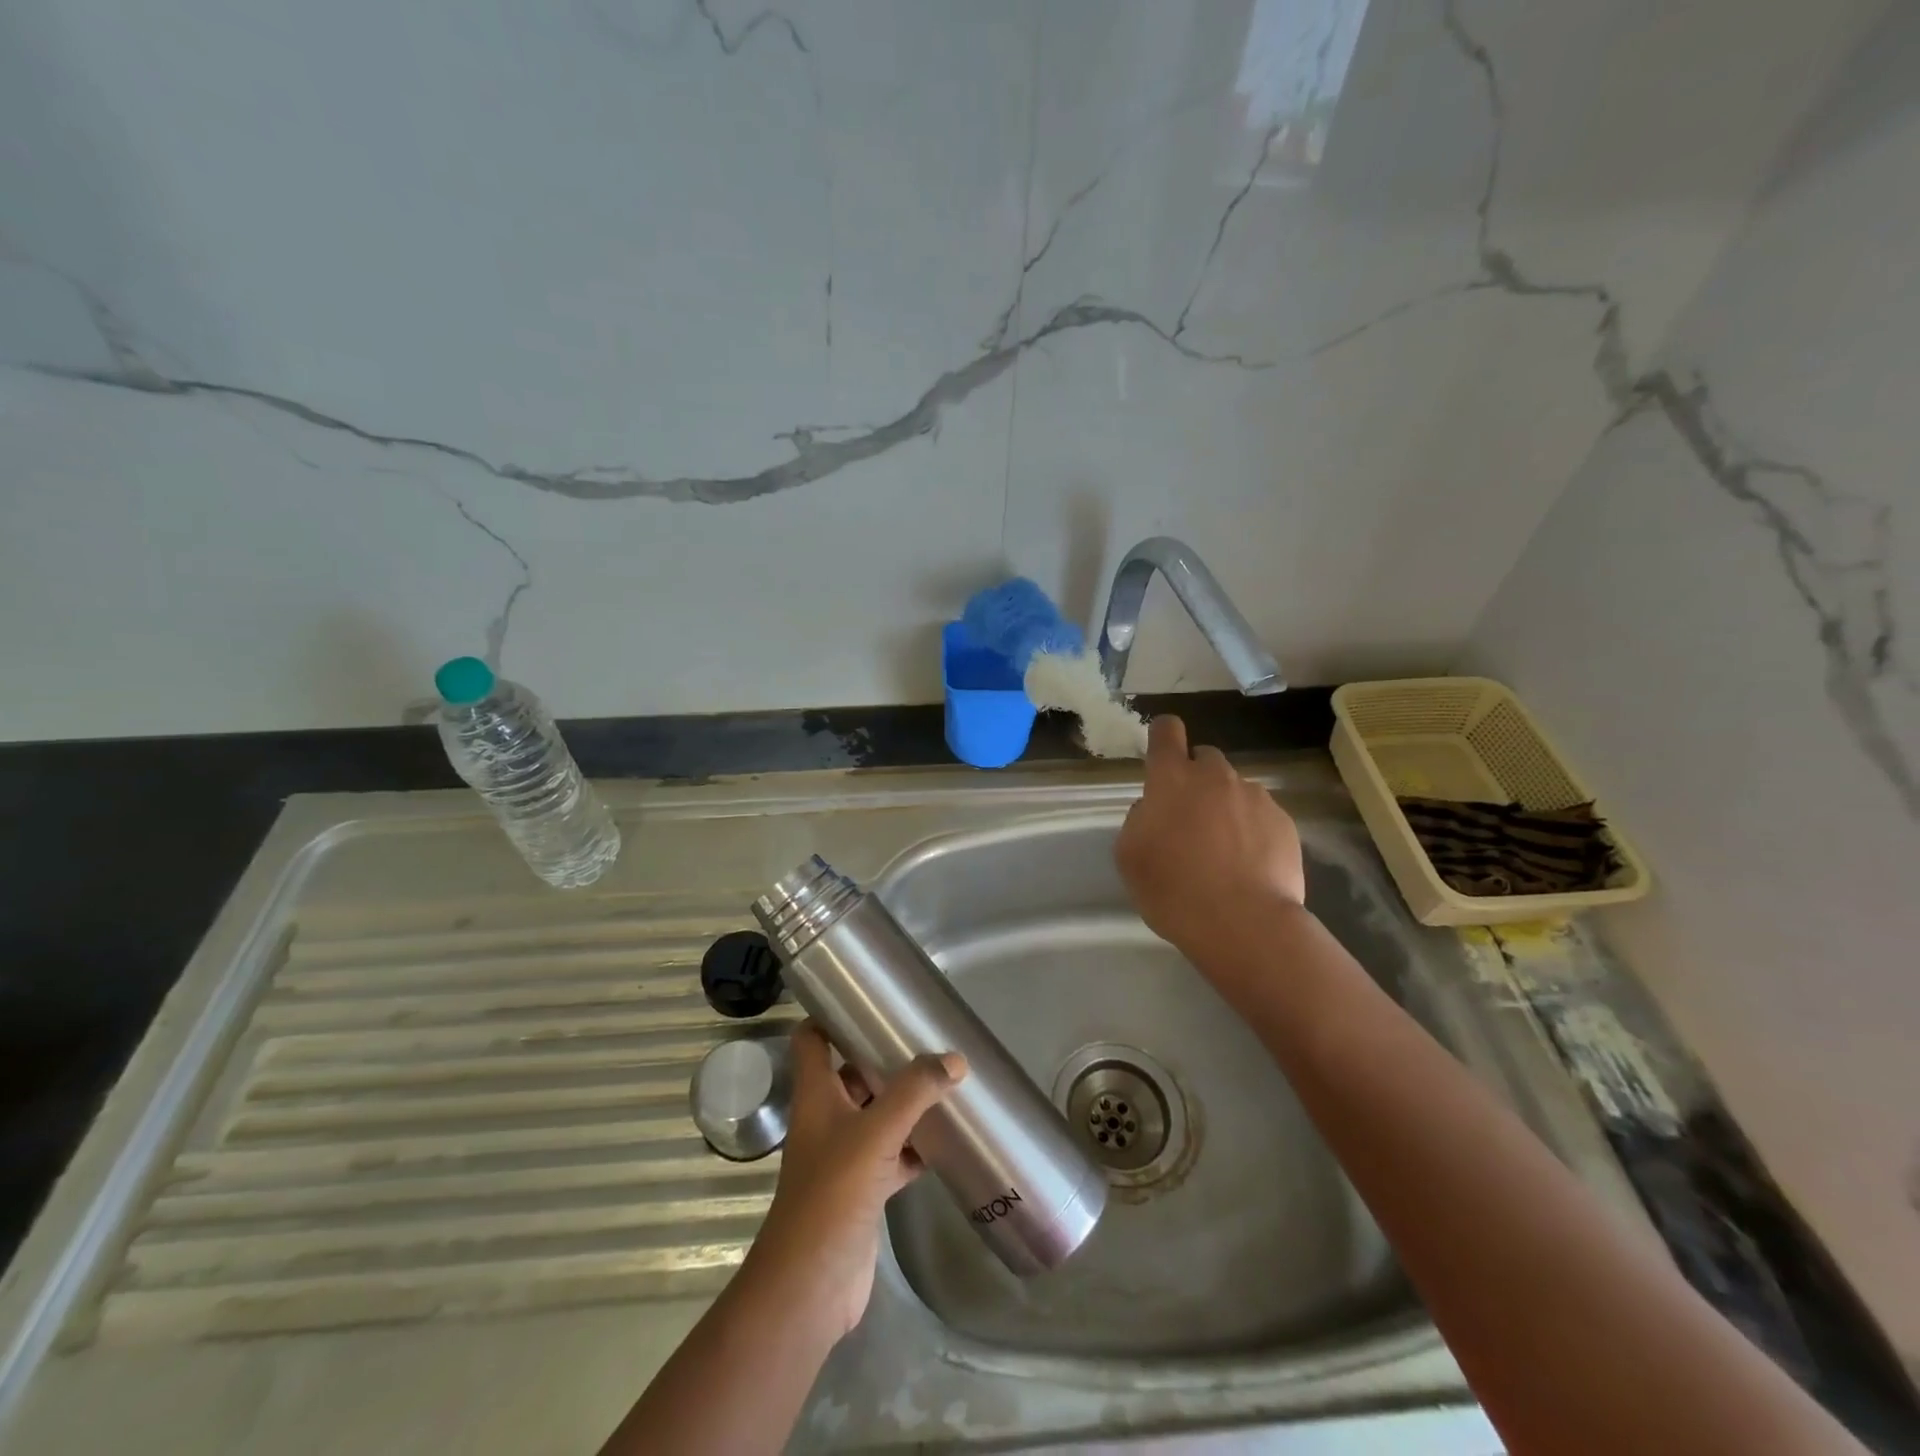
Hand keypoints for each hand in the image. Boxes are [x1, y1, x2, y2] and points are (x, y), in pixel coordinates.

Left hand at [740, 1022, 966, 1340]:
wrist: (811, 1286)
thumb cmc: (832, 1193)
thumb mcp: (875, 1132)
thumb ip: (915, 1092)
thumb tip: (955, 1060)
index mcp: (816, 1095)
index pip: (813, 1039)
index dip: (830, 1014)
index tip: (866, 996)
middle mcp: (826, 1119)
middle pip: (852, 1074)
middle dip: (884, 1057)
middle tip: (924, 1037)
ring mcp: (844, 1156)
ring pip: (876, 1115)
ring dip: (904, 1102)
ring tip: (944, 1079)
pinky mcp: (863, 1190)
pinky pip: (893, 1155)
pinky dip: (915, 1146)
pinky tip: (945, 1140)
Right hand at [1116, 716, 1307, 959]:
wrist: (1244, 924)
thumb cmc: (1173, 890)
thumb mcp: (1130, 857)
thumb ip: (1138, 820)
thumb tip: (1153, 809)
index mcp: (1172, 780)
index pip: (1167, 731)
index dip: (1164, 735)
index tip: (1162, 752)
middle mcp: (1215, 777)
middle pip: (1204, 758)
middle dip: (1196, 778)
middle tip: (1190, 819)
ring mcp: (1254, 797)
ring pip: (1235, 789)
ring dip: (1226, 806)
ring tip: (1224, 850)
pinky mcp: (1284, 822)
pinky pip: (1261, 815)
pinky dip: (1252, 830)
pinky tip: (1248, 864)